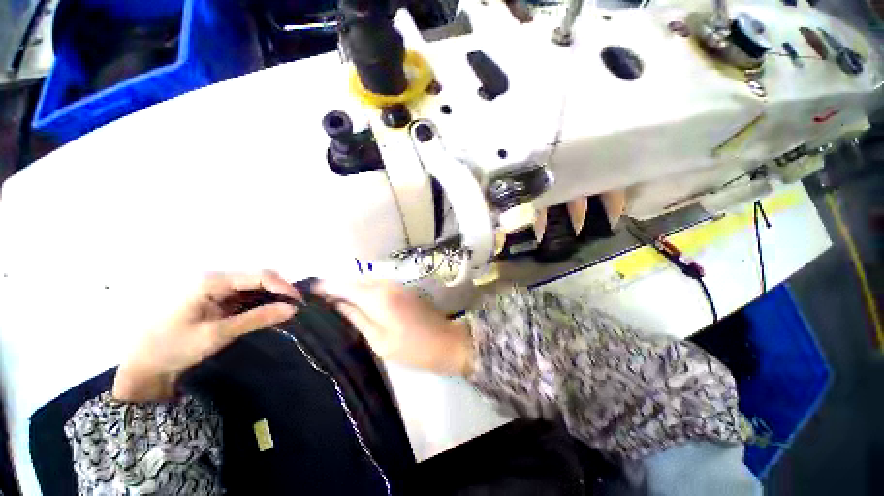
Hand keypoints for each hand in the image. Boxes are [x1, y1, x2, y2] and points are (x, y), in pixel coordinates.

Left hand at [113, 271, 299, 402]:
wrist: (141, 366)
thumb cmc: (173, 347)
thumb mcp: (217, 334)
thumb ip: (256, 319)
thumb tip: (292, 309)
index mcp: (212, 281)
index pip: (259, 276)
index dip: (283, 287)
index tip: (299, 303)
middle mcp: (215, 279)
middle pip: (258, 277)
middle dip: (280, 291)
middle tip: (295, 309)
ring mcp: (214, 289)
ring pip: (253, 287)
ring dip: (271, 298)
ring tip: (286, 312)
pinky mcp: (214, 300)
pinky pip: (244, 297)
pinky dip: (260, 304)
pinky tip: (269, 314)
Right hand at [317, 280, 473, 375]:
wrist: (447, 341)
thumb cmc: (412, 347)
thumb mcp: (379, 339)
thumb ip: (356, 318)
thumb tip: (335, 304)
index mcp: (377, 296)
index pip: (343, 285)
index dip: (324, 287)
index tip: (306, 293)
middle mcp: (386, 283)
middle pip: (353, 280)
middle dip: (335, 287)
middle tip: (317, 302)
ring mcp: (396, 284)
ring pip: (365, 282)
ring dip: (349, 289)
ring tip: (332, 304)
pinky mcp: (402, 288)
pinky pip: (376, 285)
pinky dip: (363, 291)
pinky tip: (356, 303)